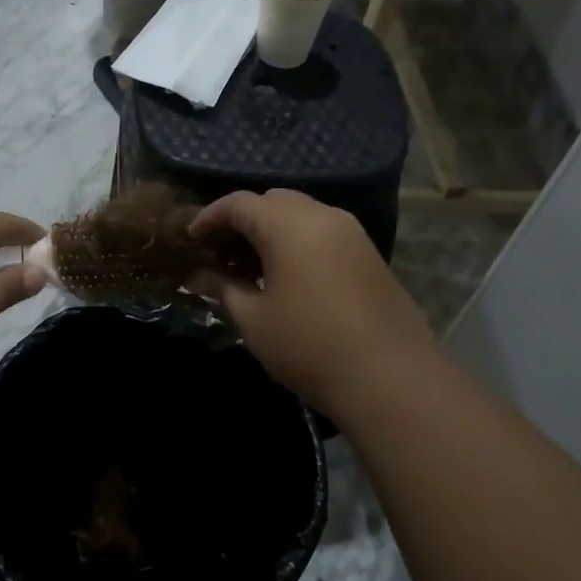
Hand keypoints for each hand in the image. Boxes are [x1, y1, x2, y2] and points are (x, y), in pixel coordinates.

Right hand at [190, 190, 431, 415]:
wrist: (390, 377)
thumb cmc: (309, 345)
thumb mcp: (254, 320)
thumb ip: (223, 288)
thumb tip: (198, 276)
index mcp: (290, 225)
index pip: (239, 204)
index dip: (209, 218)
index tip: (190, 240)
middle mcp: (323, 216)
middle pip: (272, 202)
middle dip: (241, 222)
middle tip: (219, 254)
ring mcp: (352, 234)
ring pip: (301, 216)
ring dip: (270, 233)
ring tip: (249, 269)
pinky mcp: (369, 255)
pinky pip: (322, 233)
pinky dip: (296, 243)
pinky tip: (285, 278)